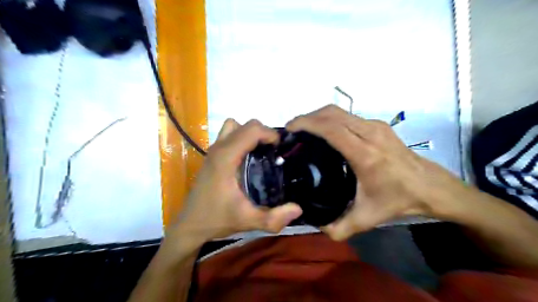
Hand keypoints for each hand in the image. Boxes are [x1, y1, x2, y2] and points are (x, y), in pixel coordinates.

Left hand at [167, 117, 301, 244]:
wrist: (191, 224)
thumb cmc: (217, 219)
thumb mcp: (248, 221)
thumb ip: (274, 219)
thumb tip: (298, 209)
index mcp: (226, 158)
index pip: (252, 130)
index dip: (270, 134)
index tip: (280, 149)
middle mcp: (219, 148)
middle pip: (246, 125)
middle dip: (264, 133)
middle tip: (273, 152)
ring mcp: (213, 150)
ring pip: (235, 127)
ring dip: (250, 134)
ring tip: (260, 152)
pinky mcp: (212, 155)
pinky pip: (229, 135)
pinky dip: (242, 138)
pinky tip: (247, 159)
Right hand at [285, 105, 466, 240]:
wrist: (430, 186)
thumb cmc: (398, 200)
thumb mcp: (366, 219)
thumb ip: (339, 228)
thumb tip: (316, 225)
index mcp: (365, 154)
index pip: (331, 129)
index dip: (307, 123)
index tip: (290, 129)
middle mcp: (370, 133)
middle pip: (332, 113)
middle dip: (308, 117)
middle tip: (292, 130)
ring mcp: (375, 126)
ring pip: (340, 111)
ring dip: (319, 116)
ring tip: (305, 129)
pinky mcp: (379, 124)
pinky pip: (348, 115)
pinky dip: (331, 118)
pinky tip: (325, 131)